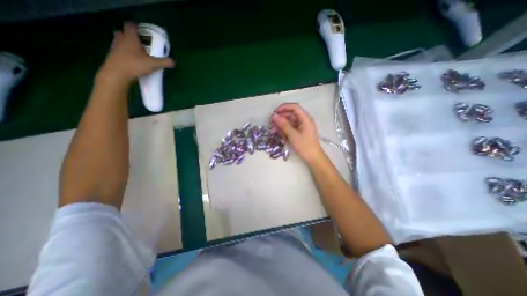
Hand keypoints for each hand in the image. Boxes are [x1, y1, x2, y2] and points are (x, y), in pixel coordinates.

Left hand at [96, 22, 174, 83]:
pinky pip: (120, 51)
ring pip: (121, 42)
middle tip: (141, 44)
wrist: (117, 73)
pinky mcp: (113, 56)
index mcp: (130, 37)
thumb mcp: (153, 64)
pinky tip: (133, 62)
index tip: (143, 32)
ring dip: (128, 46)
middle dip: (131, 37)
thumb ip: (164, 62)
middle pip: (124, 33)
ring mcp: (115, 47)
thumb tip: (173, 62)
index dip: (136, 27)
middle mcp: (121, 39)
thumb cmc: (135, 64)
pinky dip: (126, 54)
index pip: (130, 25)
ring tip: (138, 54)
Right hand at [272, 103, 324, 163]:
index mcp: (305, 118)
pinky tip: (280, 135)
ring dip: (281, 125)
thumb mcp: (292, 135)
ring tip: (273, 131)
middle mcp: (304, 120)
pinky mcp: (300, 132)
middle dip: (280, 118)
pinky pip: (291, 128)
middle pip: (290, 114)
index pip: (294, 107)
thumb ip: (283, 125)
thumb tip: (274, 116)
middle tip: (271, 123)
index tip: (274, 113)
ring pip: (289, 122)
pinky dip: (285, 130)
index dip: (283, 107)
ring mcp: (302, 126)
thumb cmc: (304, 146)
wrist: (313, 157)